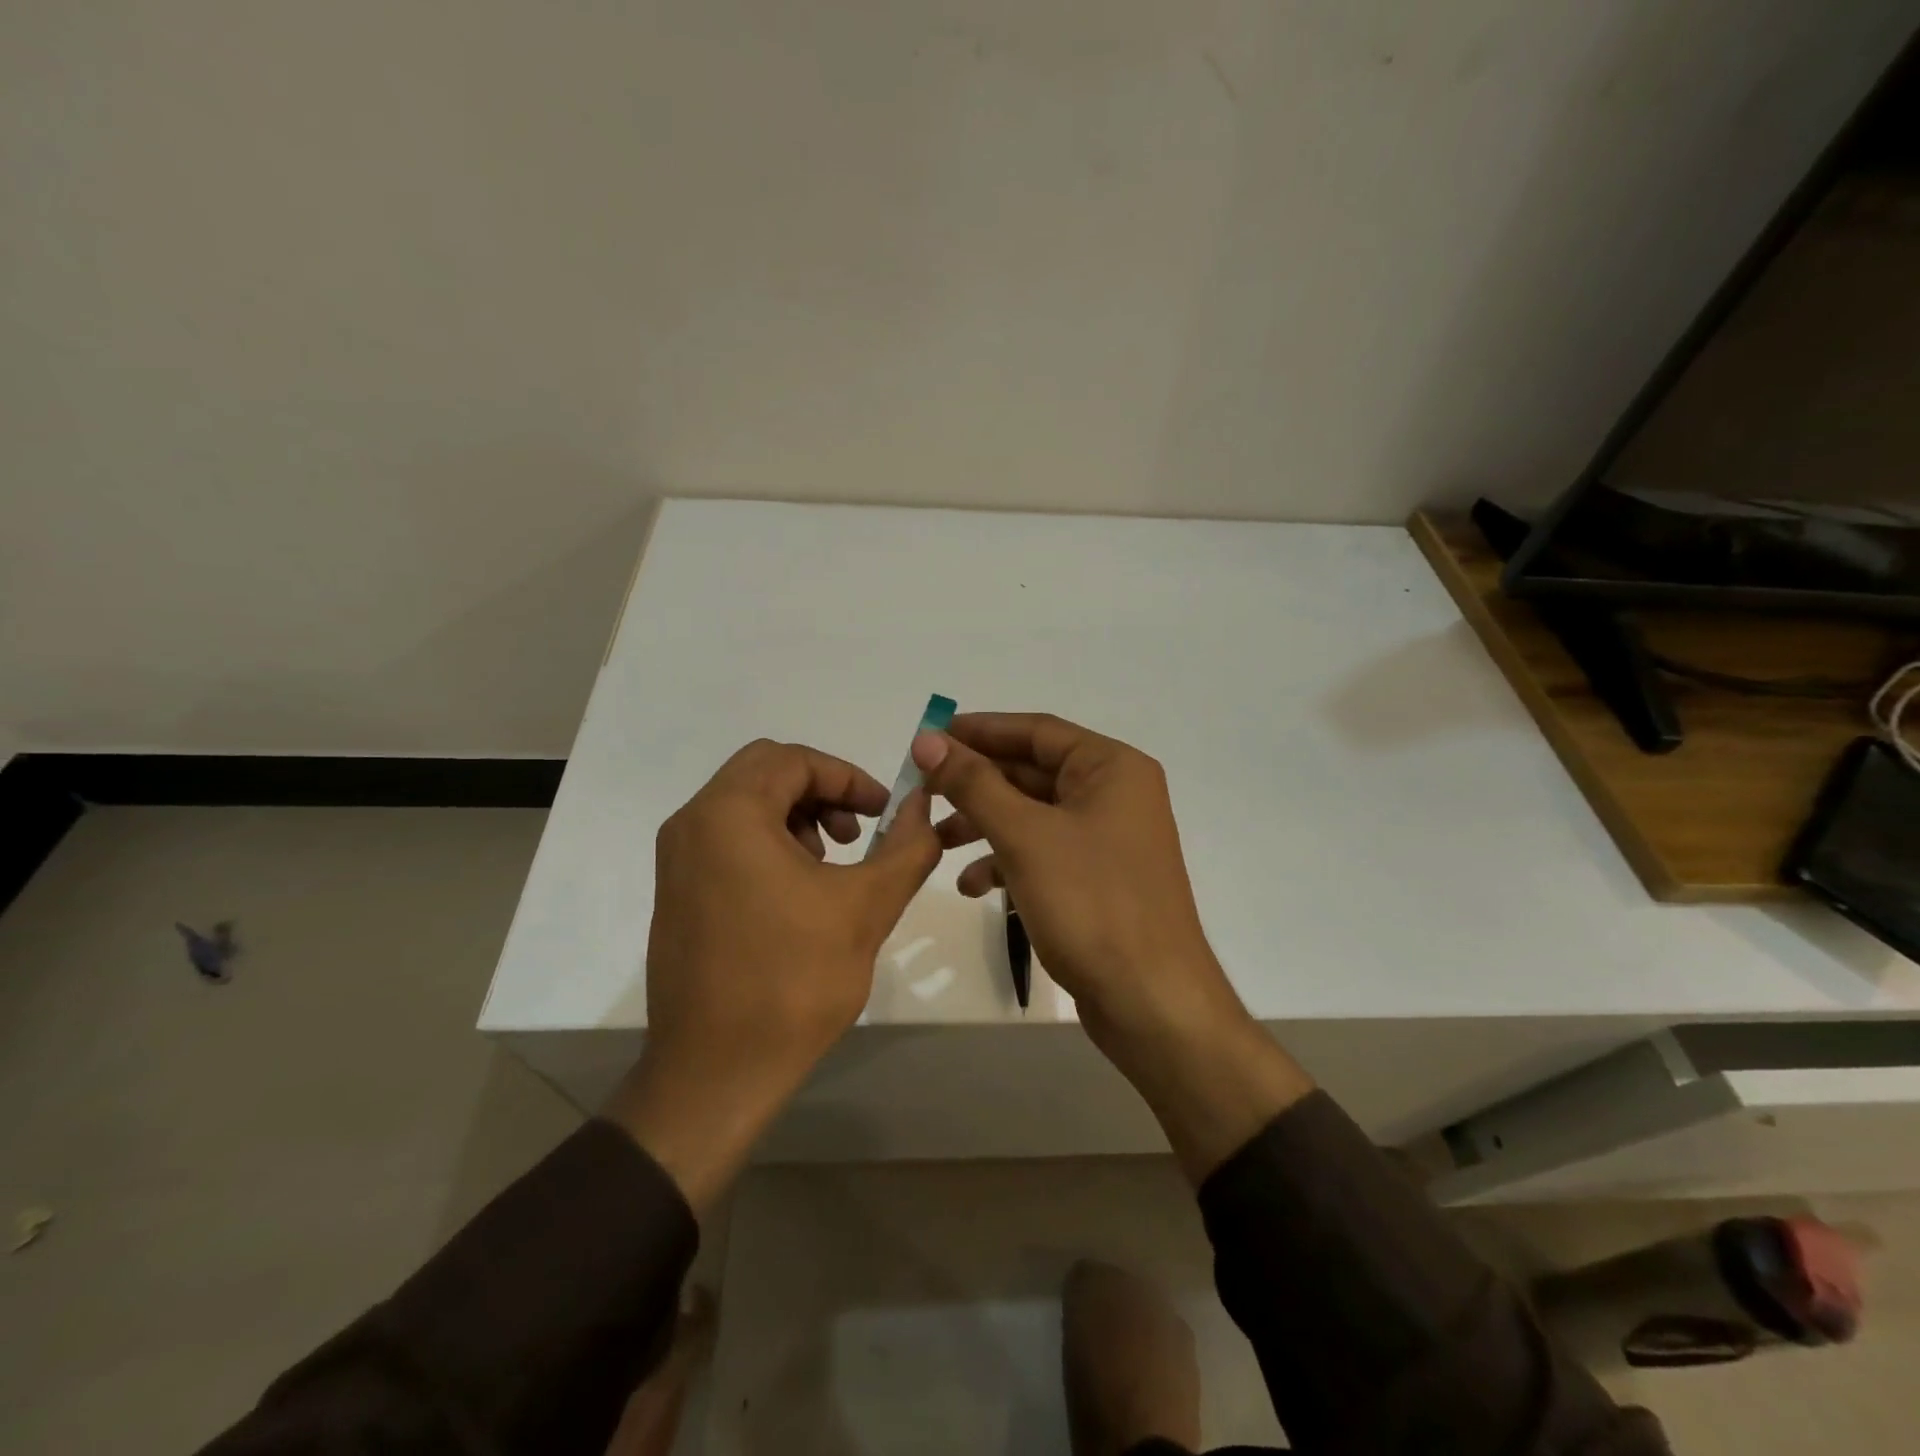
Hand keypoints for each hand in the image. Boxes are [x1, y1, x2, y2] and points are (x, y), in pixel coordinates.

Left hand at [607, 740, 939, 1209]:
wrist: (715, 1074)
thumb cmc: (793, 981)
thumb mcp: (867, 907)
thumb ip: (907, 846)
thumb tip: (925, 804)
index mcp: (729, 814)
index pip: (794, 760)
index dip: (848, 777)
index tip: (885, 811)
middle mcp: (692, 824)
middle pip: (766, 772)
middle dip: (822, 792)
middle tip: (859, 831)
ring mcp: (677, 860)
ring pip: (745, 804)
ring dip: (797, 816)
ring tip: (832, 863)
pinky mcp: (676, 892)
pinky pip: (727, 839)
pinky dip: (769, 842)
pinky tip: (799, 892)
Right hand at [911, 713, 1226, 1049]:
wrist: (1151, 1003)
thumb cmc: (1091, 904)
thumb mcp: (1025, 836)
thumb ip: (974, 783)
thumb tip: (928, 739)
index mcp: (1112, 768)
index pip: (1036, 730)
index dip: (978, 730)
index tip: (927, 736)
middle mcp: (1114, 794)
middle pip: (1032, 771)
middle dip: (976, 782)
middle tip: (920, 788)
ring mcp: (1107, 839)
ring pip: (1033, 815)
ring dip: (983, 824)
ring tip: (935, 839)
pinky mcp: (1096, 879)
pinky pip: (1043, 852)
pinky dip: (1006, 861)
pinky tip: (971, 884)